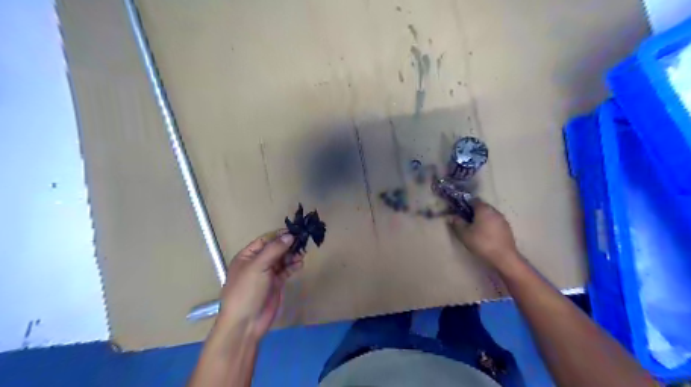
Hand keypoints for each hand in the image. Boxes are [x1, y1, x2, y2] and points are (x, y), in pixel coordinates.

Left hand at [214, 230, 302, 338]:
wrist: (246, 323)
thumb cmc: (246, 291)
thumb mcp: (258, 267)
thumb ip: (274, 250)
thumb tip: (290, 235)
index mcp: (247, 256)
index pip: (265, 240)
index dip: (279, 235)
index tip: (295, 232)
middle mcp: (257, 263)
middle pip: (275, 249)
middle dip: (288, 245)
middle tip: (303, 242)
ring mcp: (267, 274)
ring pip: (282, 259)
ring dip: (292, 255)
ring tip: (303, 254)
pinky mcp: (276, 283)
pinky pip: (286, 270)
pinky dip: (293, 266)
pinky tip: (300, 264)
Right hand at [449, 198, 517, 266]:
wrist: (504, 257)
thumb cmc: (482, 243)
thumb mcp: (464, 234)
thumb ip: (457, 223)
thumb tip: (451, 217)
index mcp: (484, 209)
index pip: (474, 200)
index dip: (466, 204)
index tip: (460, 211)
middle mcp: (494, 211)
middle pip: (482, 207)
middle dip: (474, 211)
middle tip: (466, 220)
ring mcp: (503, 220)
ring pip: (490, 215)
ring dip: (482, 218)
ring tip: (475, 228)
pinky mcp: (507, 229)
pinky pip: (495, 222)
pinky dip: (489, 225)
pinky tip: (485, 234)